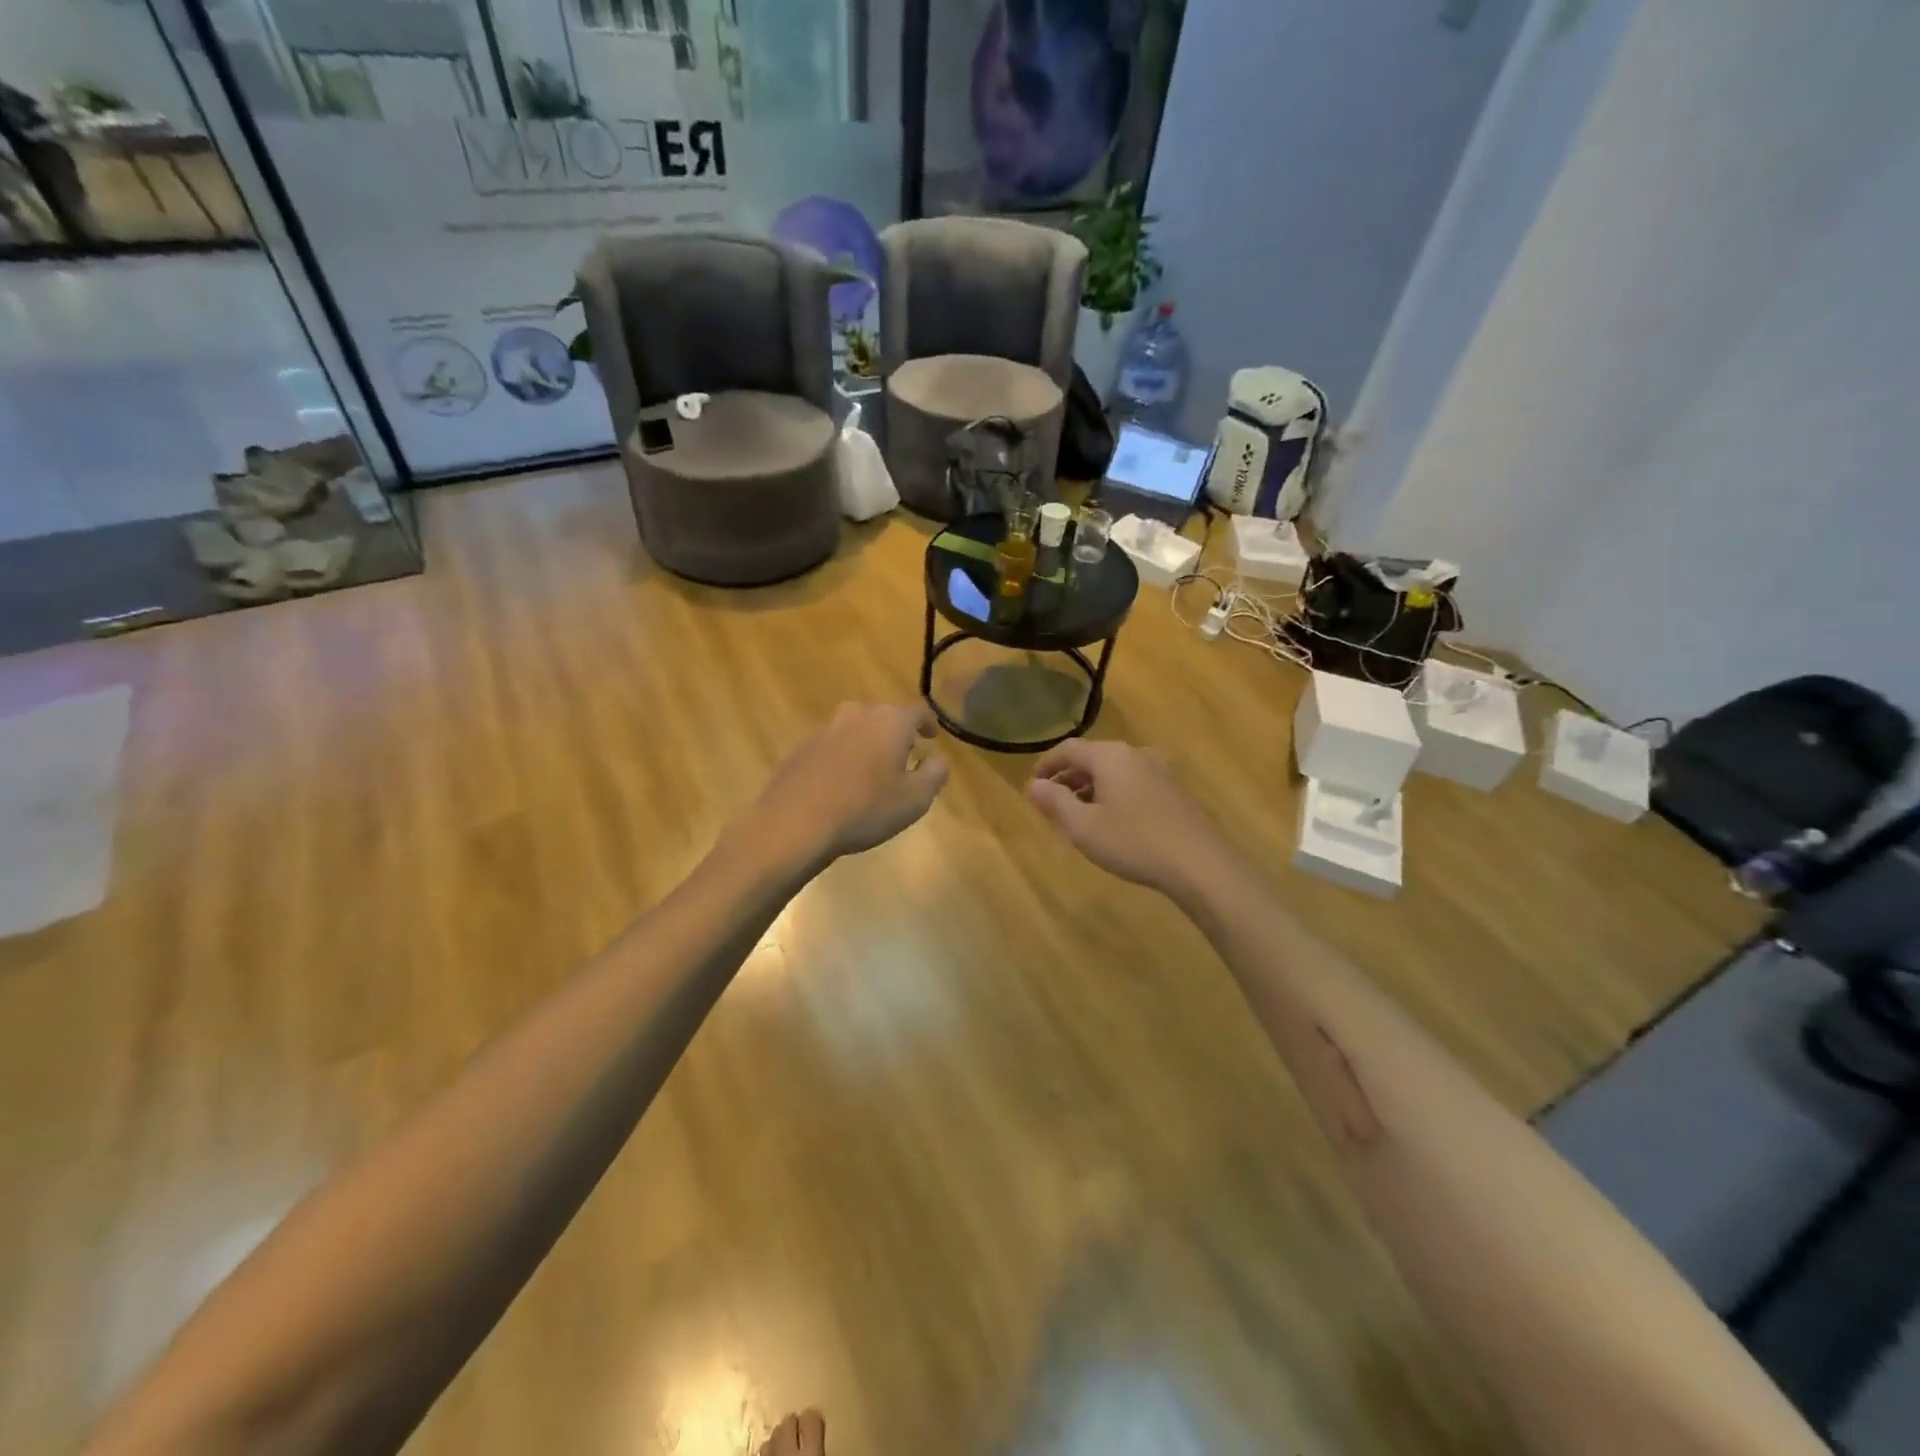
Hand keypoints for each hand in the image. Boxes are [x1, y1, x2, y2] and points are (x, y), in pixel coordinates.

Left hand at [752, 702, 949, 868]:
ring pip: (854, 728)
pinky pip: (831, 746)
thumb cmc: (865, 809)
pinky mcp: (801, 749)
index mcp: (889, 722)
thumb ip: (934, 774)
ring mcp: (825, 730)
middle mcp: (857, 716)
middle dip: (896, 732)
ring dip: (866, 742)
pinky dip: (841, 757)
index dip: (928, 723)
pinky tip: (840, 783)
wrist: (796, 823)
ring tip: (871, 767)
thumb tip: (939, 760)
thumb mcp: (915, 799)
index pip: (917, 711)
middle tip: (903, 754)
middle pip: (882, 715)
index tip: (931, 736)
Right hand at [1027, 739, 1229, 898]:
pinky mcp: (1174, 791)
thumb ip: (1054, 801)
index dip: (1046, 765)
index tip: (1033, 786)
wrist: (1199, 863)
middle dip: (1069, 779)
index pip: (1069, 749)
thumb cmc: (1133, 841)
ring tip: (1079, 816)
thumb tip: (1033, 785)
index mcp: (1110, 756)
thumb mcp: (1083, 826)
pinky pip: (1133, 784)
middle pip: (1092, 758)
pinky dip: (1114, 795)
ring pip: (1114, 772)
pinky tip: (1112, 822)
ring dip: (1091, 789)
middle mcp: (1135, 754)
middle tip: (1052, 804)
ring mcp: (1159, 771)